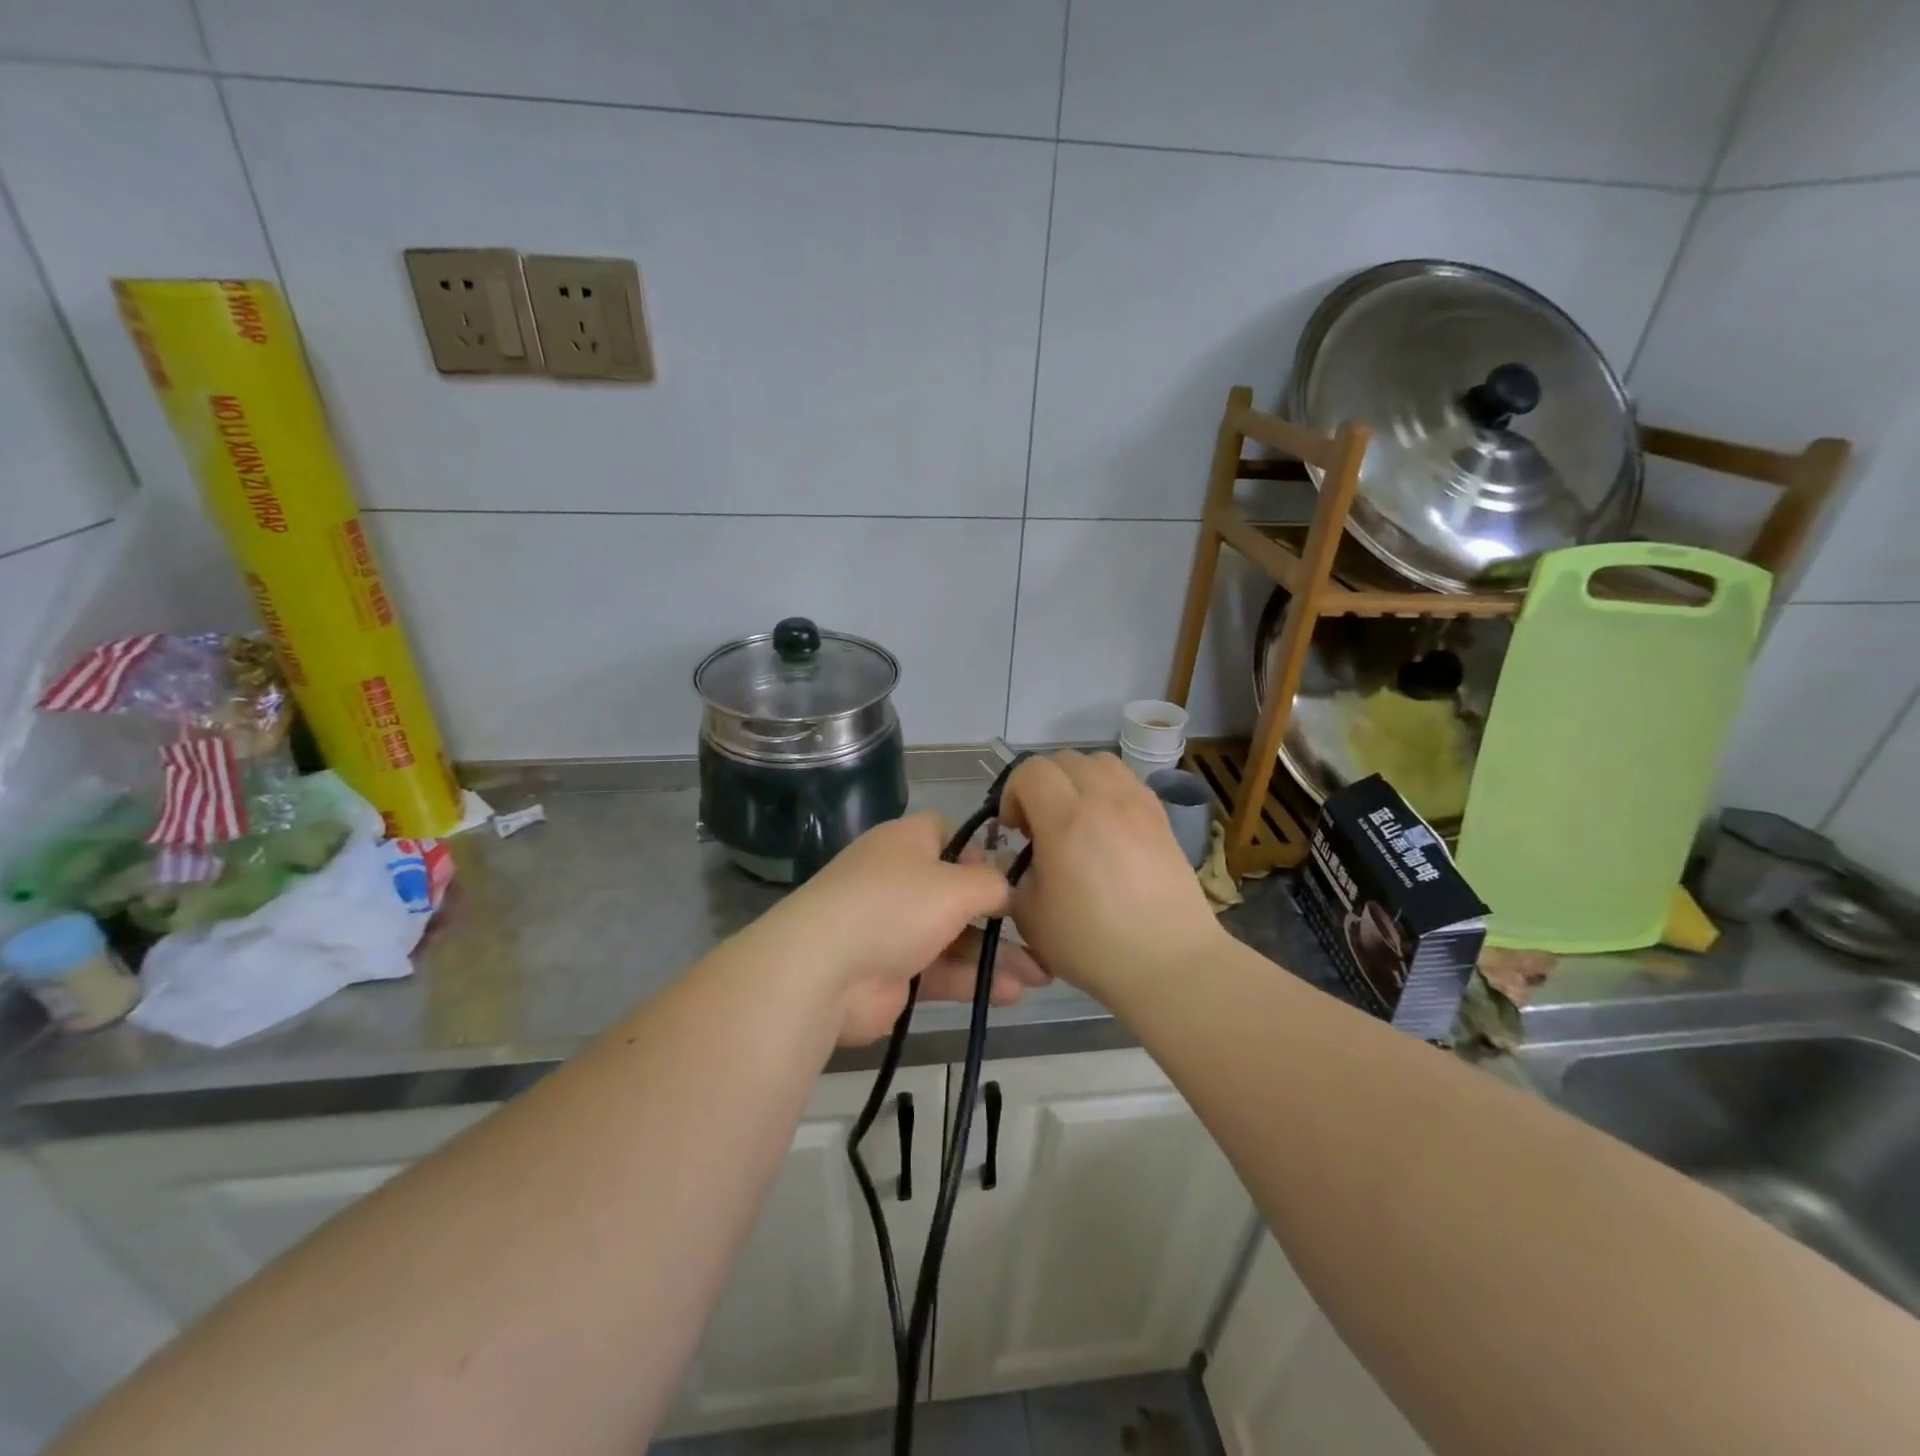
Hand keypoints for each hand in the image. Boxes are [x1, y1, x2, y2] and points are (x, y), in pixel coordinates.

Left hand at [751, 812, 1049, 1044]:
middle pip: (959, 891)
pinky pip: (943, 971)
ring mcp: (895, 928)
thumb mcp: (956, 885)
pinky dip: (975, 980)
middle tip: (1044, 932)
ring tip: (1045, 975)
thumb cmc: (894, 906)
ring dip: (997, 954)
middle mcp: (901, 880)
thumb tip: (1009, 887)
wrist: (823, 973)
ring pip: (956, 937)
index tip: (1018, 872)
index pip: (950, 833)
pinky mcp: (894, 973)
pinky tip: (1014, 994)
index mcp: (907, 842)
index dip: (984, 850)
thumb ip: (993, 883)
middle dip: (1003, 914)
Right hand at [999, 751, 1224, 1002]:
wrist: (1169, 962)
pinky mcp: (1162, 817)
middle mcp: (1103, 798)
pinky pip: (1127, 781)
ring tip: (1075, 818)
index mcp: (1066, 819)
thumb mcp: (1030, 915)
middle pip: (1063, 759)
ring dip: (1076, 780)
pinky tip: (1107, 828)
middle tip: (1041, 826)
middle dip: (1041, 784)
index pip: (1030, 771)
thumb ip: (1014, 874)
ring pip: (1098, 762)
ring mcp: (1138, 803)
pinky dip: (1108, 790)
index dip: (1013, 794)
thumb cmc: (1092, 943)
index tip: (1015, 831)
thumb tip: (1022, 856)